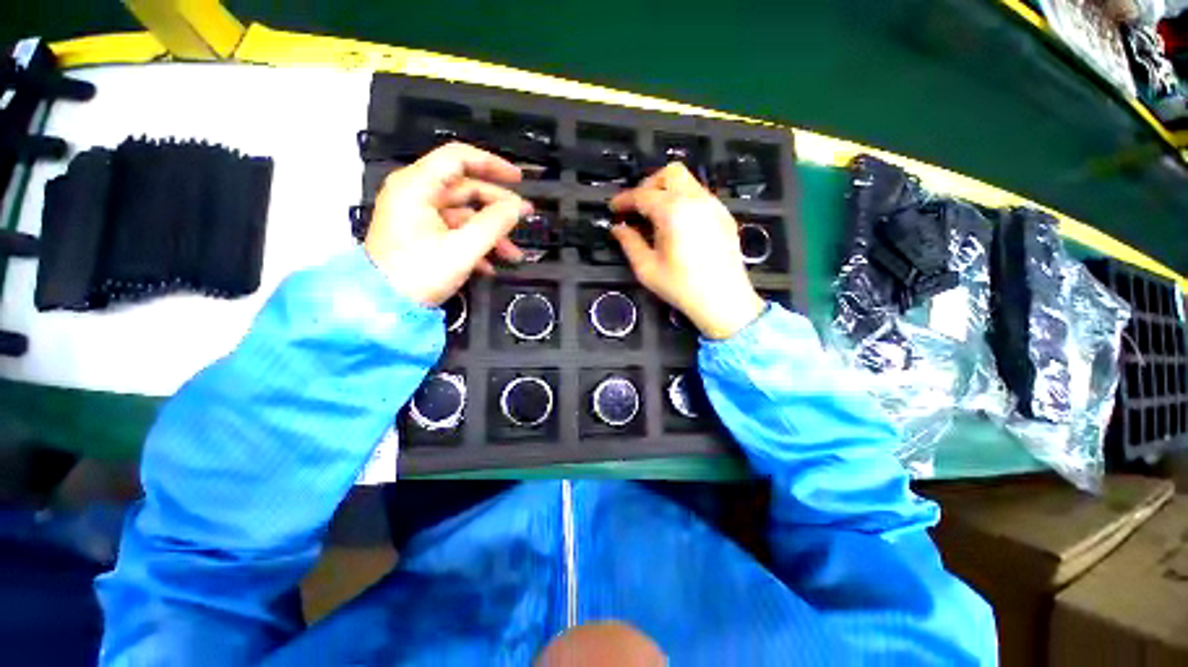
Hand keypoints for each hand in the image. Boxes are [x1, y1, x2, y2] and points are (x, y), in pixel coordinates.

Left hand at [365, 142, 531, 306]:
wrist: (383, 307)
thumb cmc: (419, 274)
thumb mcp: (462, 249)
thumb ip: (494, 224)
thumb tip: (518, 207)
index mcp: (417, 186)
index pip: (458, 158)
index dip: (492, 165)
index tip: (519, 179)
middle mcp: (415, 194)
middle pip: (465, 189)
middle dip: (498, 208)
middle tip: (524, 219)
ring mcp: (418, 215)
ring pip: (464, 215)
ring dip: (490, 233)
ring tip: (513, 255)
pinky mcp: (421, 234)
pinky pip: (454, 231)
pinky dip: (474, 244)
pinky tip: (490, 266)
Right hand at [610, 163, 763, 339]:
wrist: (724, 301)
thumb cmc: (682, 287)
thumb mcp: (647, 269)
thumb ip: (629, 243)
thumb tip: (618, 228)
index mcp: (673, 212)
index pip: (643, 195)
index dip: (624, 200)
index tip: (613, 209)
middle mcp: (696, 200)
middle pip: (669, 173)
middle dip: (648, 185)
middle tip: (637, 208)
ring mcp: (714, 205)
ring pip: (687, 181)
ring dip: (667, 191)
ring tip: (656, 218)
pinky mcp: (724, 215)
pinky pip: (700, 195)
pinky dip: (683, 200)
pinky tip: (678, 225)